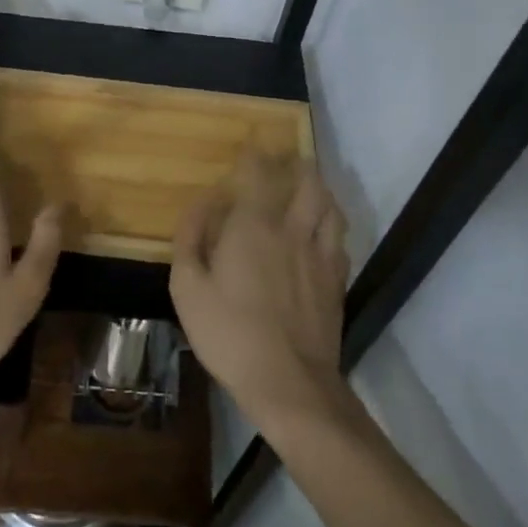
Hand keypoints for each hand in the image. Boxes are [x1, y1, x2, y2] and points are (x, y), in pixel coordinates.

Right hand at [171, 155, 350, 430]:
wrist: (290, 384)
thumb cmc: (229, 334)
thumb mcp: (188, 288)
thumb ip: (191, 238)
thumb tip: (202, 202)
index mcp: (254, 225)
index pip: (260, 172)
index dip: (257, 152)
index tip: (253, 142)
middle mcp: (293, 229)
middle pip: (308, 181)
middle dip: (297, 164)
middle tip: (286, 161)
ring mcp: (321, 255)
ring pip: (331, 206)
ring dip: (320, 190)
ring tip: (309, 189)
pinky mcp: (337, 281)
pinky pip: (339, 239)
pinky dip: (331, 226)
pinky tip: (322, 233)